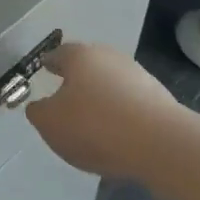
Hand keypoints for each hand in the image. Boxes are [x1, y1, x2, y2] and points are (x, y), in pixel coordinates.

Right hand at [25, 41, 181, 182]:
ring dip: (101, 98)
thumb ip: (38, 113)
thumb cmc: (95, 126)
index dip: (49, 63)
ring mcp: (138, 76)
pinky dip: (121, 115)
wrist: (161, 144)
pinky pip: (130, 104)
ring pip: (111, 84)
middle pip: (87, 66)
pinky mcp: (159, 99)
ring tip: (92, 124)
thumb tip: (40, 106)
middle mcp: (109, 57)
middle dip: (76, 80)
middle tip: (66, 97)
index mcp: (80, 56)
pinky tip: (118, 136)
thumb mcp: (50, 124)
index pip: (58, 54)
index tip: (44, 69)